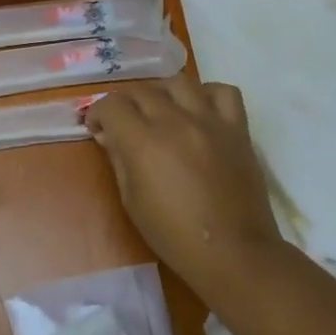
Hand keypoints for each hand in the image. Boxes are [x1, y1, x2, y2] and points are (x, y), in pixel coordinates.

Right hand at [85, 77, 281, 283]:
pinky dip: (206, 94)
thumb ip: (118, 159)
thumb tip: (109, 135)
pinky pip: (224, 92)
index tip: (97, 128)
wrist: (232, 252)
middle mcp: (176, 122)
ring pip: (179, 82)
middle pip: (142, 91)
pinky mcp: (238, 129)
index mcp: (144, 143)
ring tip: (159, 110)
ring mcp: (211, 122)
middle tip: (122, 122)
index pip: (112, 106)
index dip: (98, 113)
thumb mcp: (131, 200)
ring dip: (161, 92)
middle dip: (124, 103)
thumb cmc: (173, 234)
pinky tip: (198, 111)